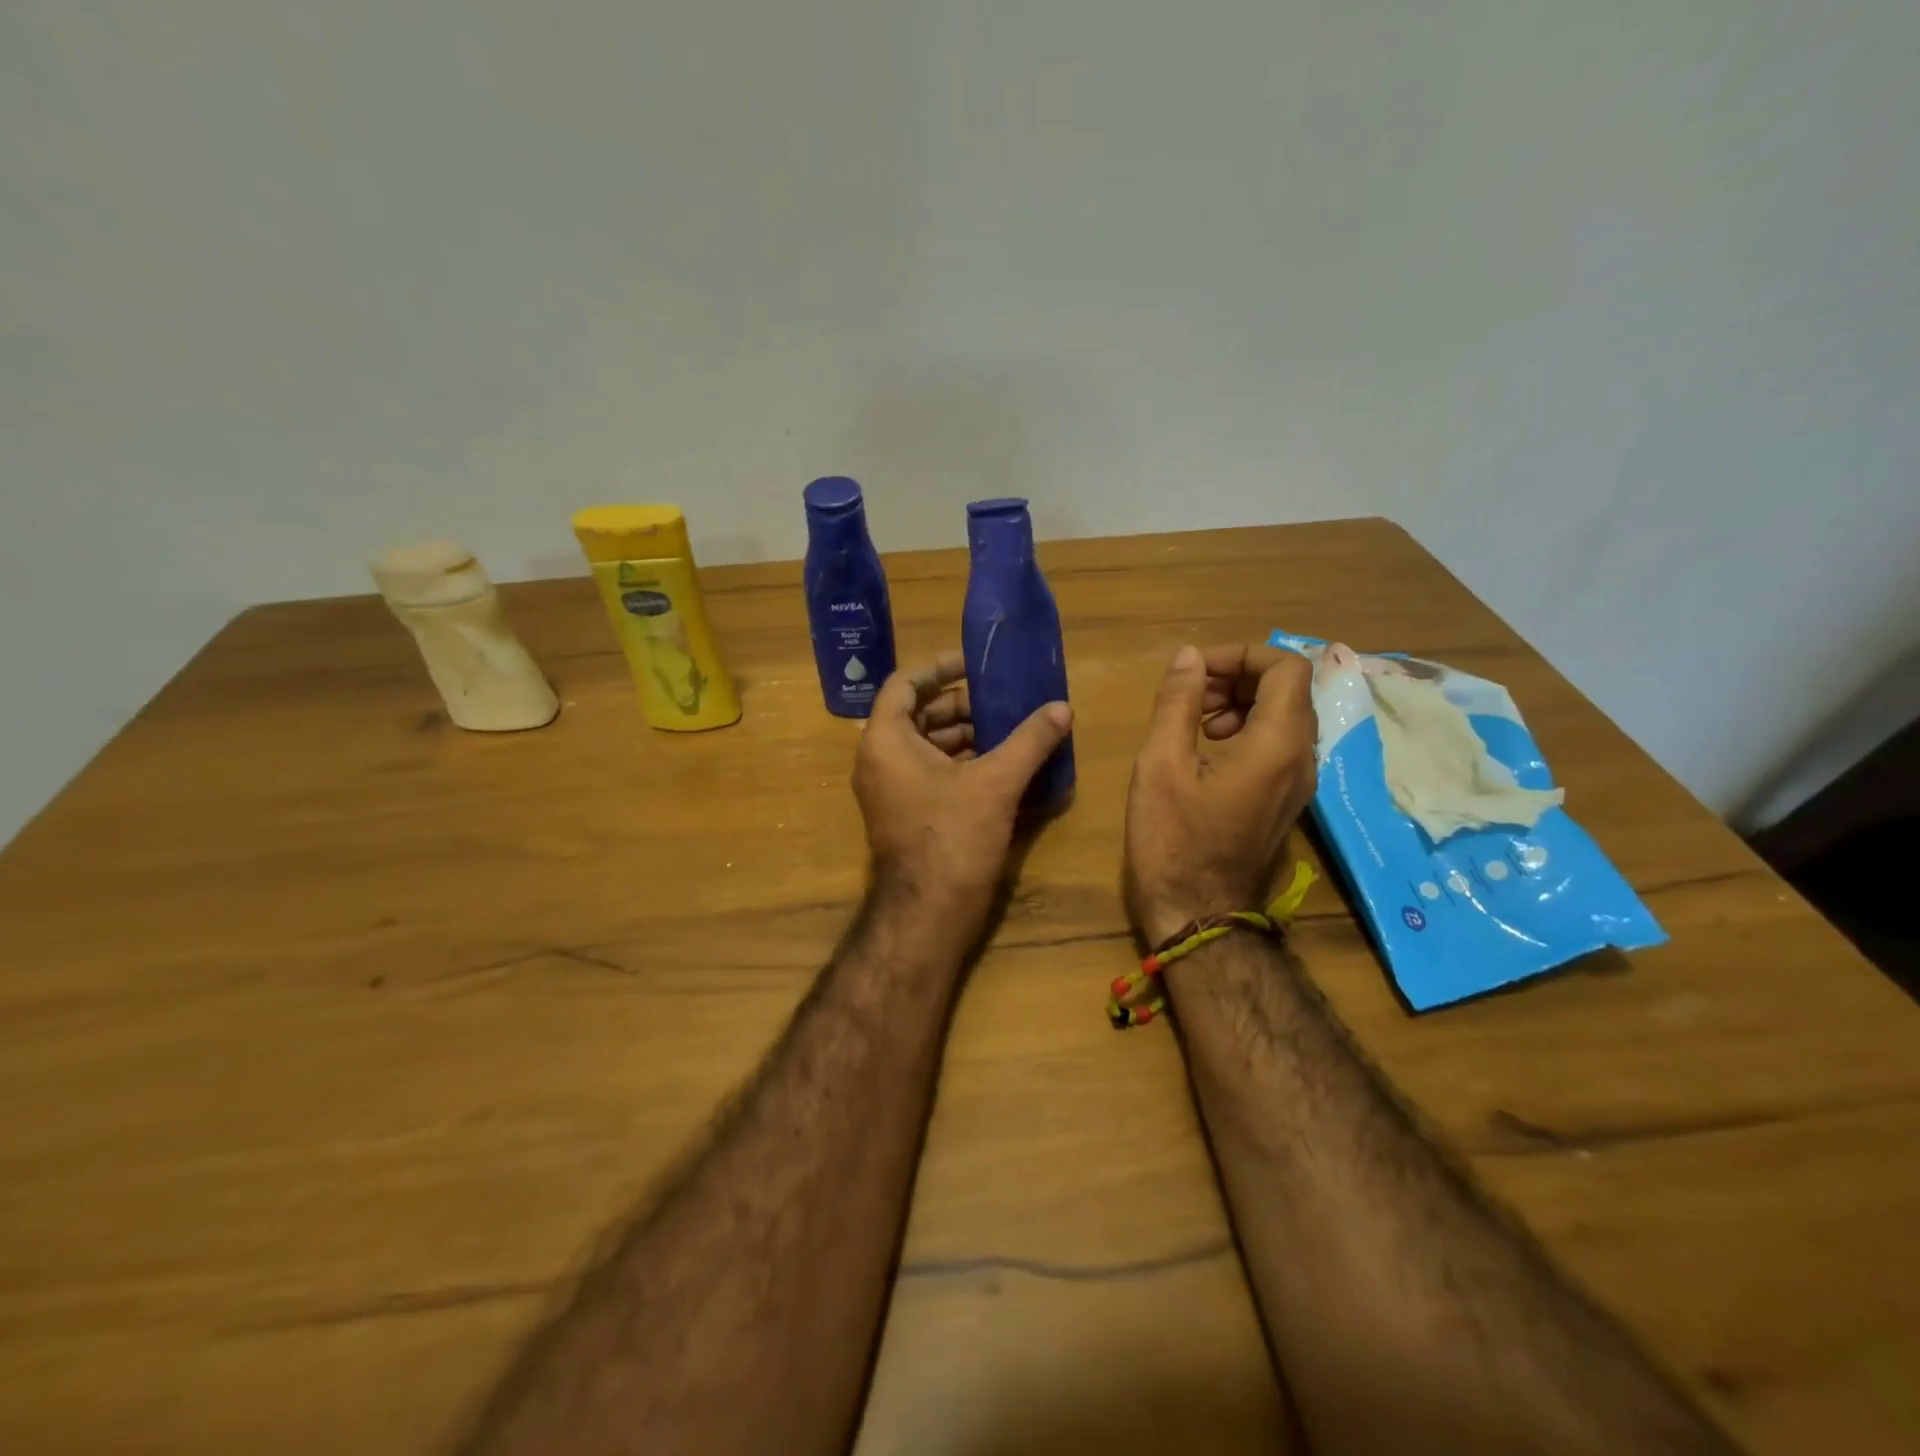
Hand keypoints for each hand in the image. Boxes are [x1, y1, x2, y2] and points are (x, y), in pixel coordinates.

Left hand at [854, 652, 1072, 931]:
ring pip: (927, 745)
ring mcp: (891, 788)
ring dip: (966, 734)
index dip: (939, 667)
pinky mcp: (906, 812)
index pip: (904, 683)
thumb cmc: (953, 837)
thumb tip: (1062, 708)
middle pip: (919, 713)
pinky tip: (1002, 764)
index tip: (975, 664)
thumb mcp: (996, 782)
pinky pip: (931, 771)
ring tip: (1011, 730)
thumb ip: (1030, 740)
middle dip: (962, 705)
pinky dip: (962, 762)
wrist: (928, 913)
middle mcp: (880, 759)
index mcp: (886, 740)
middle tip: (1004, 700)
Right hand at [1124, 644, 1318, 945]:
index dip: (1241, 655)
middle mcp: (1302, 758)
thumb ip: (1177, 703)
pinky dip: (1246, 729)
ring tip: (1193, 720)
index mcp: (1278, 744)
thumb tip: (1189, 656)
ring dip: (1240, 702)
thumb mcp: (1162, 764)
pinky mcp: (1286, 799)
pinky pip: (1278, 744)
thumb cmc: (1174, 840)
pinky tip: (1205, 748)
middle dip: (1237, 677)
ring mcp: (1299, 782)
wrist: (1198, 914)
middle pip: (1288, 689)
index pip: (1287, 667)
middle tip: (1190, 693)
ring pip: (1284, 716)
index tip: (1196, 669)